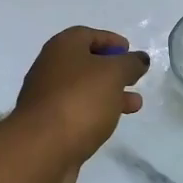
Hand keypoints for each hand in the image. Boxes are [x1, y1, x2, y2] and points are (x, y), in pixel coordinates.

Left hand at [14, 27, 150, 182]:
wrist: (42, 148)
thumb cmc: (80, 100)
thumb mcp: (113, 74)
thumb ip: (130, 63)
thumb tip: (139, 59)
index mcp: (62, 48)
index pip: (87, 34)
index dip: (110, 40)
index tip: (129, 50)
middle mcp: (50, 68)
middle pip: (85, 63)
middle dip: (112, 70)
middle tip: (134, 78)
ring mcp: (47, 98)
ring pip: (83, 90)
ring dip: (109, 94)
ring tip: (135, 105)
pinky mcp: (48, 125)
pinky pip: (77, 111)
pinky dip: (96, 112)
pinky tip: (111, 123)